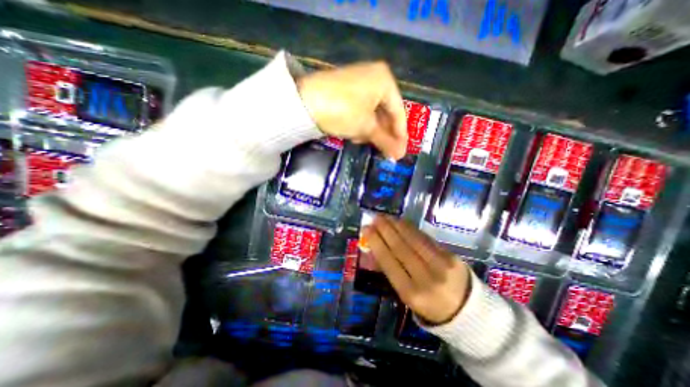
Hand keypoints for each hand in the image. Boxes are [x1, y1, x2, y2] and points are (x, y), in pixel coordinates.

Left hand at [298, 61, 407, 159]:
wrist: (304, 102)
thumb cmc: (342, 111)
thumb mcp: (366, 127)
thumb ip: (385, 141)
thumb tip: (399, 156)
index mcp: (384, 80)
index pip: (399, 112)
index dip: (400, 135)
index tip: (401, 152)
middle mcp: (374, 77)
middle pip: (385, 112)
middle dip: (384, 134)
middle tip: (386, 152)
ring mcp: (358, 83)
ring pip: (372, 113)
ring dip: (371, 131)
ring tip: (368, 143)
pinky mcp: (345, 91)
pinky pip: (360, 110)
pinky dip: (360, 124)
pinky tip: (356, 134)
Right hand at [364, 216, 471, 324]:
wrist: (467, 311)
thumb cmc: (429, 305)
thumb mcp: (406, 295)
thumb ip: (390, 272)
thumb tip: (373, 249)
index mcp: (411, 293)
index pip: (389, 262)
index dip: (376, 242)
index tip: (366, 229)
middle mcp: (426, 278)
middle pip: (400, 247)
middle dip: (384, 229)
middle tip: (374, 218)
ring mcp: (441, 265)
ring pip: (413, 239)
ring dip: (397, 225)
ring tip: (385, 216)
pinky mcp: (451, 255)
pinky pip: (426, 238)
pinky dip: (411, 228)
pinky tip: (401, 222)